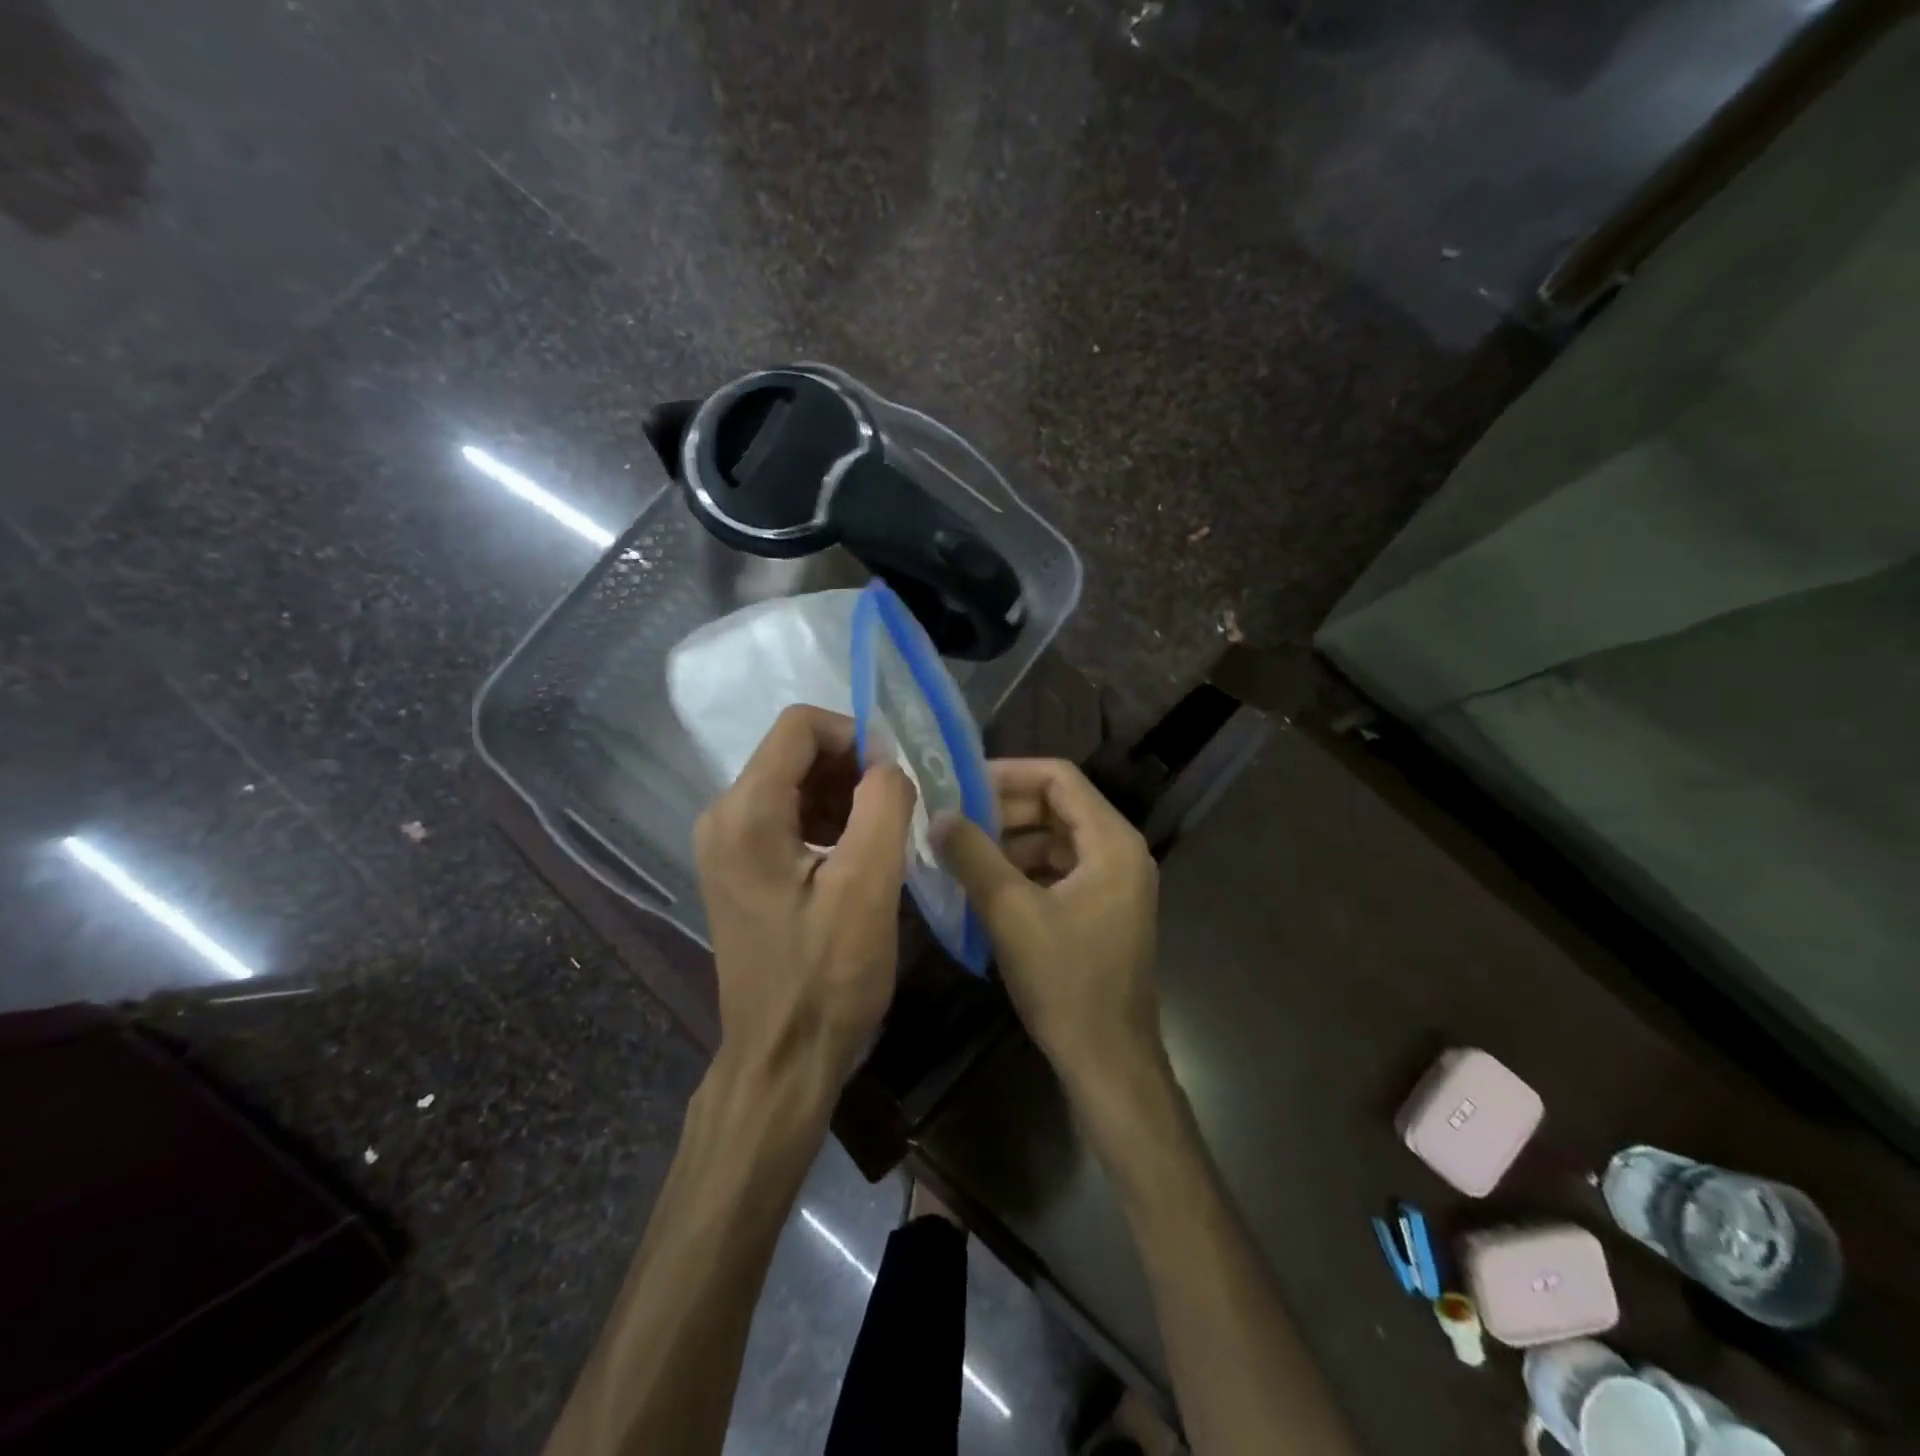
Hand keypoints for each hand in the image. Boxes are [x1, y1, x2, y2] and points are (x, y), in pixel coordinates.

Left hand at [694, 706, 916, 1086]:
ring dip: (842, 795)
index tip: (895, 774)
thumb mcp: (869, 884)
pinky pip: (785, 816)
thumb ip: (883, 803)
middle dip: (852, 767)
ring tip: (880, 837)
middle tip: (896, 809)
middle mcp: (723, 816)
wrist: (781, 1057)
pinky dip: (826, 820)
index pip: (799, 726)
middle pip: (794, 752)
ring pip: (793, 782)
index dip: (855, 734)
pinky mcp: (737, 868)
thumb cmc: (826, 975)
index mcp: (747, 812)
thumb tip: (888, 762)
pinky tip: (855, 857)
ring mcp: (724, 844)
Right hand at [937, 759, 1161, 1093]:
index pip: (1059, 778)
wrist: (1107, 1061)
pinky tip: (984, 885)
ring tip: (960, 851)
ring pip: (1054, 840)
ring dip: (1009, 841)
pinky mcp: (1100, 910)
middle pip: (1057, 807)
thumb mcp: (1011, 912)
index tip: (961, 783)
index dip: (1009, 773)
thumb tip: (936, 814)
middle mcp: (1119, 852)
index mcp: (1111, 842)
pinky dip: (1022, 870)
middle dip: (1003, 809)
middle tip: (952, 818)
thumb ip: (973, 856)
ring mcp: (1113, 883)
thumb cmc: (1066, 981)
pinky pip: (1057, 871)